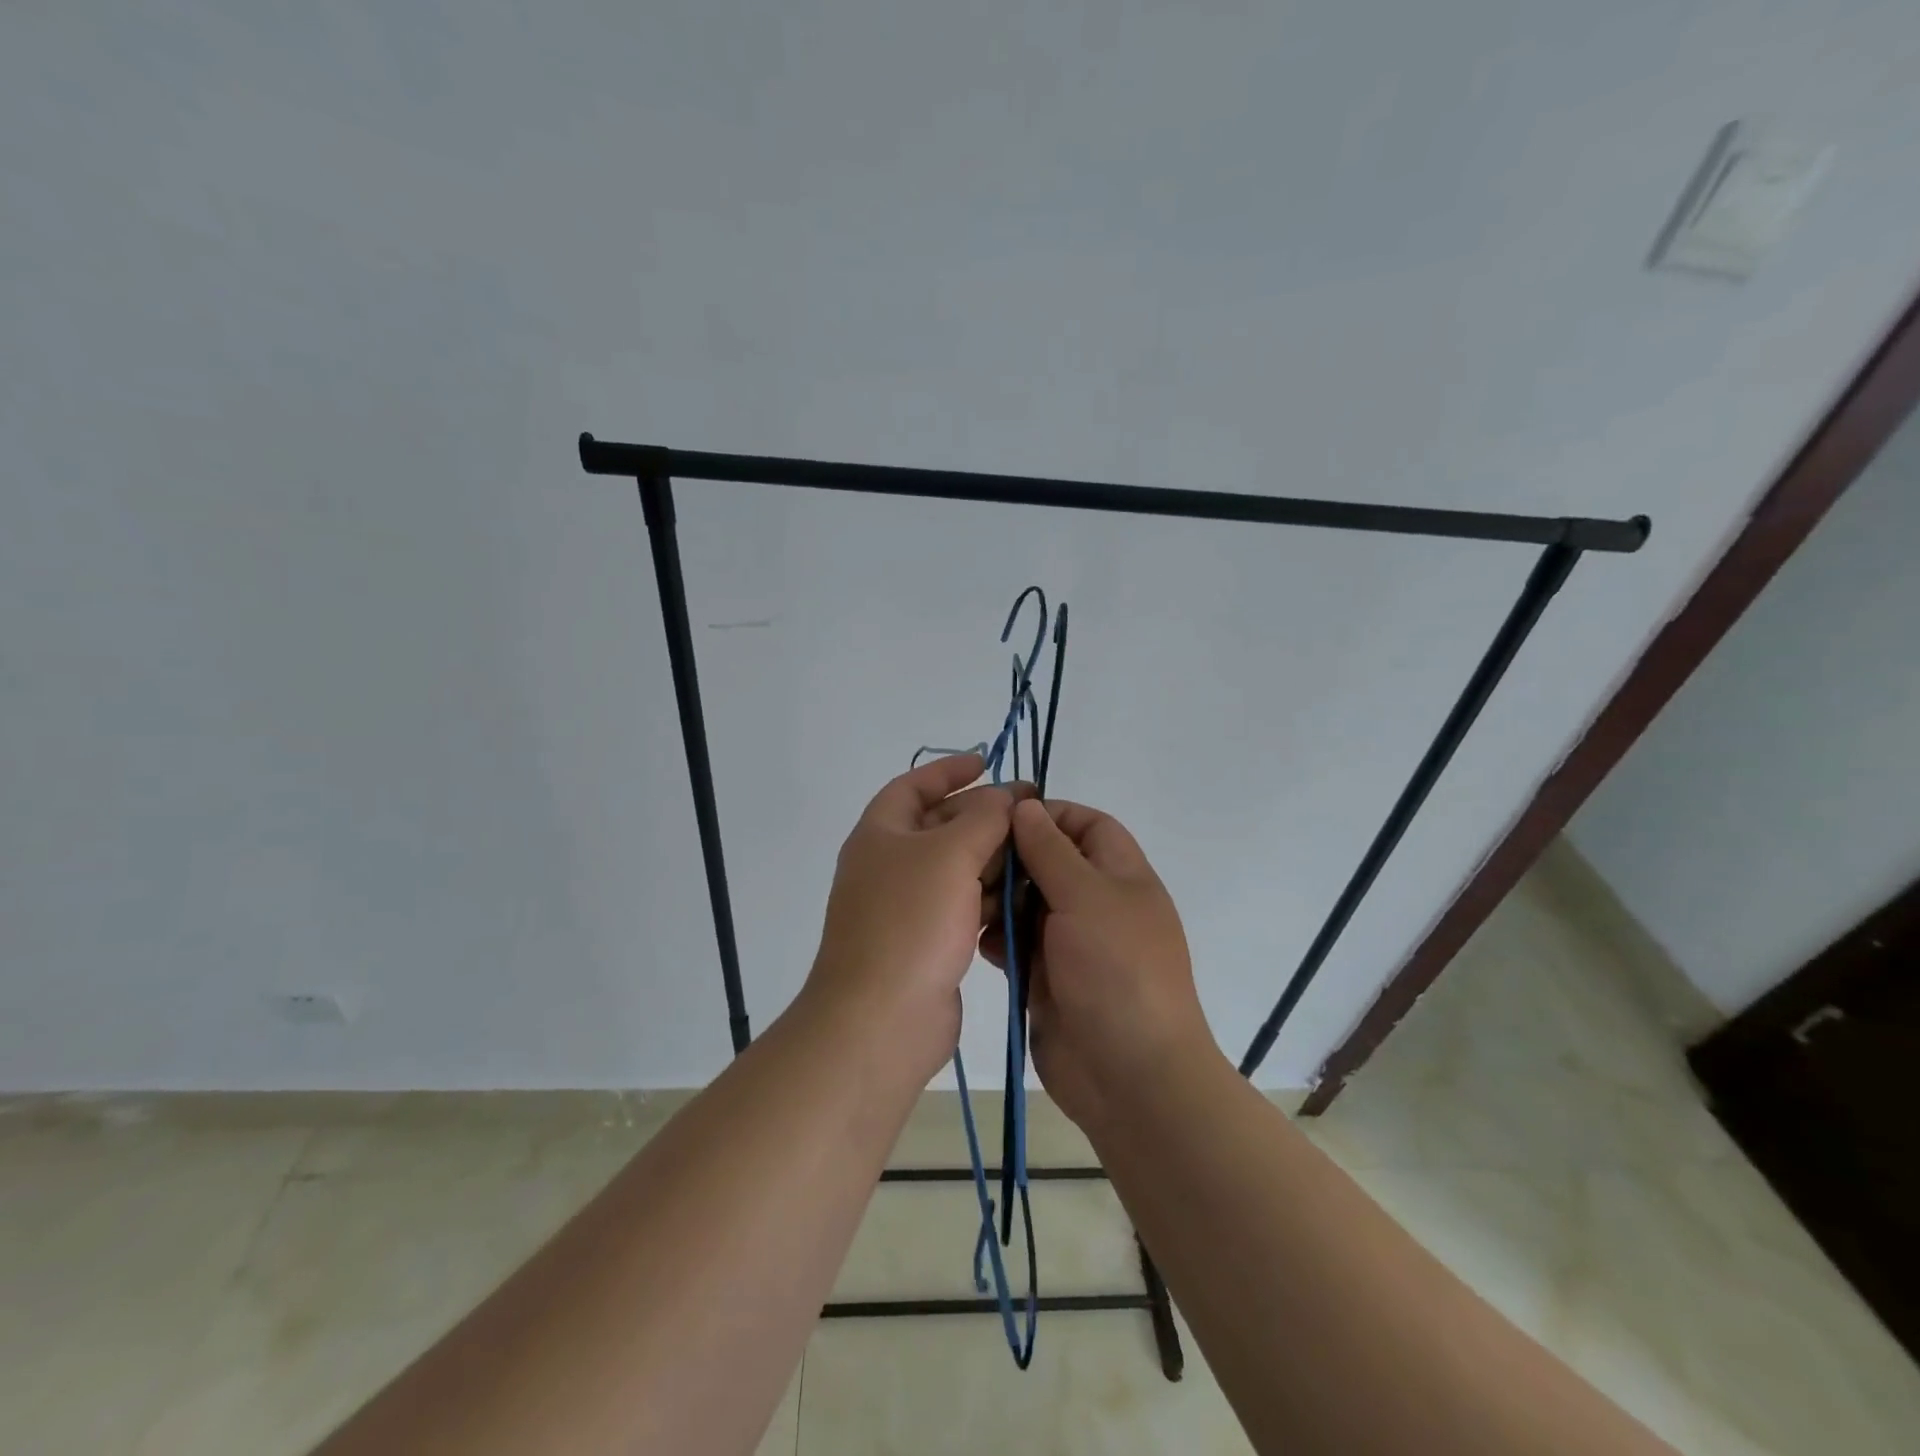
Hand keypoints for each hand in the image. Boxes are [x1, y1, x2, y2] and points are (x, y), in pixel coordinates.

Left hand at [806, 754, 1025, 1083]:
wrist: (881, 1019)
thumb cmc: (911, 922)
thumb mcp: (950, 854)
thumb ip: (984, 817)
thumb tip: (1005, 797)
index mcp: (881, 834)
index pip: (913, 785)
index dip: (949, 770)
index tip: (988, 761)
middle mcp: (890, 865)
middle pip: (941, 826)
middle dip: (984, 816)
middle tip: (1032, 812)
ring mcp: (907, 906)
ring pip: (956, 868)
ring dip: (992, 859)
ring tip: (1036, 856)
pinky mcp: (927, 942)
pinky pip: (962, 905)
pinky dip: (988, 898)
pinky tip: (1020, 900)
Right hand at [981, 799, 1218, 1133]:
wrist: (1130, 1077)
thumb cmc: (1116, 971)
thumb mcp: (1086, 897)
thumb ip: (1051, 850)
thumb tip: (1026, 806)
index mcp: (1120, 875)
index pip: (1086, 825)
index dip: (1049, 815)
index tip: (1002, 820)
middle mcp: (1096, 903)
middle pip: (1048, 862)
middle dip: (1012, 861)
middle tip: (974, 867)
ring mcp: (1070, 942)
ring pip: (1026, 903)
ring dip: (999, 901)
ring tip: (974, 910)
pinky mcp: (1046, 976)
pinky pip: (1015, 943)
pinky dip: (998, 939)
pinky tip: (983, 946)